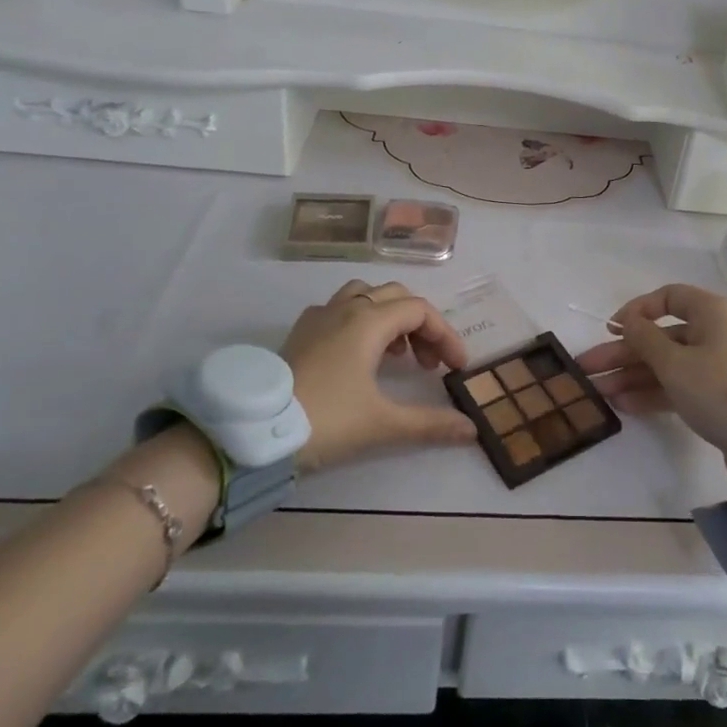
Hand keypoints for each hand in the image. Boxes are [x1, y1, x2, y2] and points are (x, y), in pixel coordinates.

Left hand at [281, 281, 477, 473]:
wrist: (254, 432)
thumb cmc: (326, 420)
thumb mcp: (383, 424)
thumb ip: (430, 424)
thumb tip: (472, 430)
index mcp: (370, 320)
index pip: (421, 311)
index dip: (445, 335)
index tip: (456, 368)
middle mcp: (346, 307)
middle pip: (397, 297)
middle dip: (421, 326)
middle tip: (428, 364)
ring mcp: (319, 316)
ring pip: (365, 295)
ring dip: (389, 317)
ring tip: (395, 354)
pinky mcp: (299, 332)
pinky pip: (338, 309)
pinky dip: (359, 321)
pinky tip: (355, 354)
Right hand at [577, 283, 726, 454]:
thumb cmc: (719, 387)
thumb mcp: (675, 363)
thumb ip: (644, 339)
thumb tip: (628, 322)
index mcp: (714, 312)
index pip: (669, 298)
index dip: (637, 310)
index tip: (612, 328)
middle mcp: (718, 332)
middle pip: (662, 336)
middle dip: (623, 353)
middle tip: (587, 368)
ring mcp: (719, 365)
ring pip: (668, 363)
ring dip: (633, 376)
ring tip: (597, 393)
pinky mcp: (719, 395)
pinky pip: (680, 385)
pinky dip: (654, 392)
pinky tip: (623, 404)